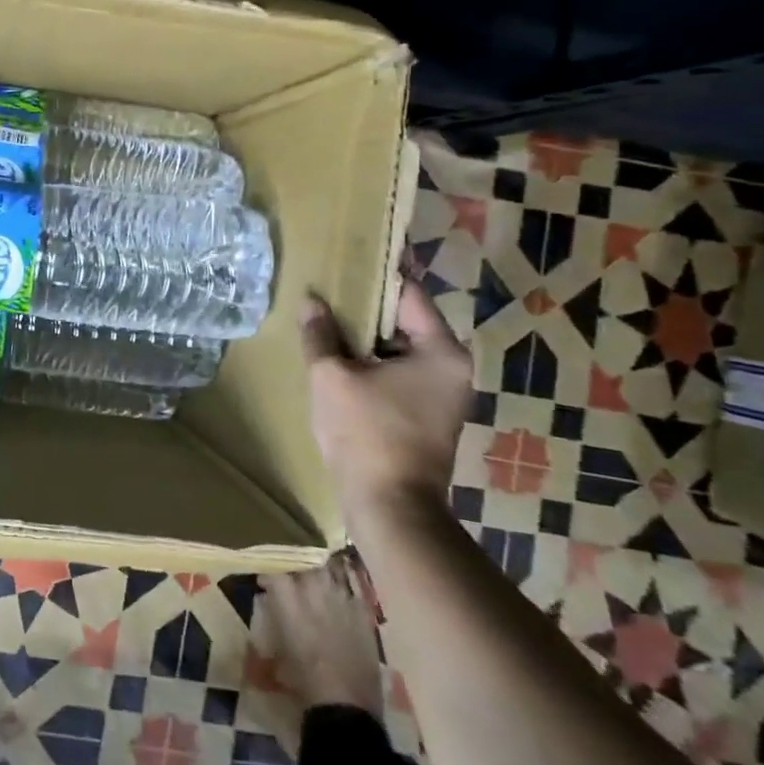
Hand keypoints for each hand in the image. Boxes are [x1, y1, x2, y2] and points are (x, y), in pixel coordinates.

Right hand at [302, 280, 472, 526]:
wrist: (390, 505)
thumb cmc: (366, 432)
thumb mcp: (332, 376)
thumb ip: (321, 334)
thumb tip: (311, 301)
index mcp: (441, 352)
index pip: (410, 295)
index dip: (377, 276)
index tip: (350, 259)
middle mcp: (452, 369)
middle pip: (405, 322)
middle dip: (366, 308)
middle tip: (329, 289)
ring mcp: (442, 395)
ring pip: (398, 350)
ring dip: (366, 338)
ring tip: (327, 320)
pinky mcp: (426, 416)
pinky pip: (397, 374)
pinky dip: (372, 363)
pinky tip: (338, 359)